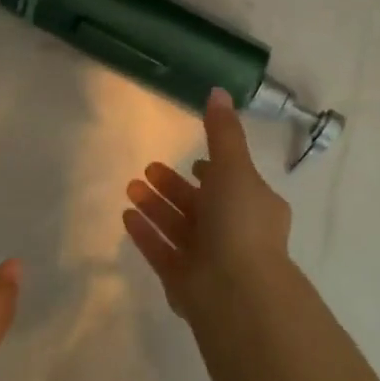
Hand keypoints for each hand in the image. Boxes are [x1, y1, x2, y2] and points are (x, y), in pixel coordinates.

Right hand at [123, 88, 292, 320]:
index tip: (194, 161)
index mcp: (253, 206)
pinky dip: (146, 234)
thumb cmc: (240, 222)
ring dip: (155, 207)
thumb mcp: (235, 167)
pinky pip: (161, 251)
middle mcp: (233, 232)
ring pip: (178, 227)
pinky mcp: (184, 281)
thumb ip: (223, 132)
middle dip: (174, 187)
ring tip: (129, 187)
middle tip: (148, 169)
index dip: (213, 172)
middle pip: (199, 205)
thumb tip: (218, 91)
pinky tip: (126, 216)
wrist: (235, 289)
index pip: (232, 184)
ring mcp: (208, 260)